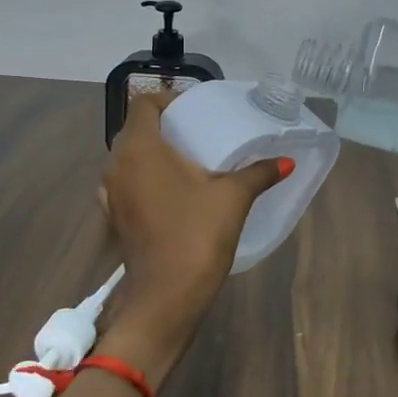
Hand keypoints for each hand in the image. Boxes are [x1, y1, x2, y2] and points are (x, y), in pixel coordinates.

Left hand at [95, 90, 287, 382]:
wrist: (166, 296)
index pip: (143, 104)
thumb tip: (286, 161)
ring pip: (127, 157)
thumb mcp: (233, 197)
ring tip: (185, 160)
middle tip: (196, 131)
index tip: (193, 109)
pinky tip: (171, 191)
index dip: (166, 99)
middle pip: (134, 130)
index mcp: (140, 148)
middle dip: (162, 126)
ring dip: (151, 153)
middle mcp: (117, 164)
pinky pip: (126, 182)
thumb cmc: (197, 234)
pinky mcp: (114, 217)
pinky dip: (144, 177)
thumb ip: (258, 172)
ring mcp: (110, 193)